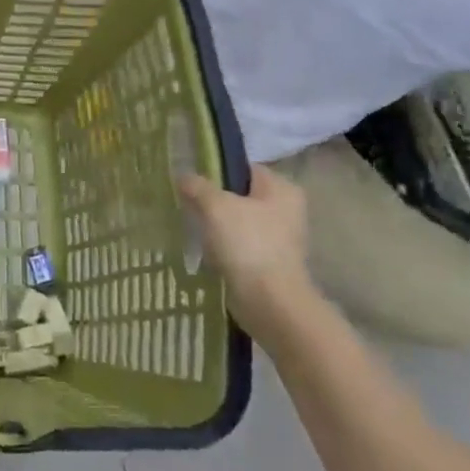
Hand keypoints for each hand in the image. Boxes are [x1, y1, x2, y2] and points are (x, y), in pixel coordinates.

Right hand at [179, 169, 324, 345]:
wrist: (269, 301)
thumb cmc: (248, 244)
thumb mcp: (215, 206)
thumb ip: (197, 186)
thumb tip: (183, 176)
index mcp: (281, 189)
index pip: (244, 168)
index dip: (215, 171)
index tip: (189, 181)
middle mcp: (286, 210)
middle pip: (240, 196)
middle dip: (212, 201)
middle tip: (185, 204)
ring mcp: (279, 238)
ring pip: (237, 222)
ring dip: (216, 226)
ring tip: (191, 228)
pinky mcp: (269, 262)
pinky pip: (239, 246)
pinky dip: (222, 248)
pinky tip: (204, 252)